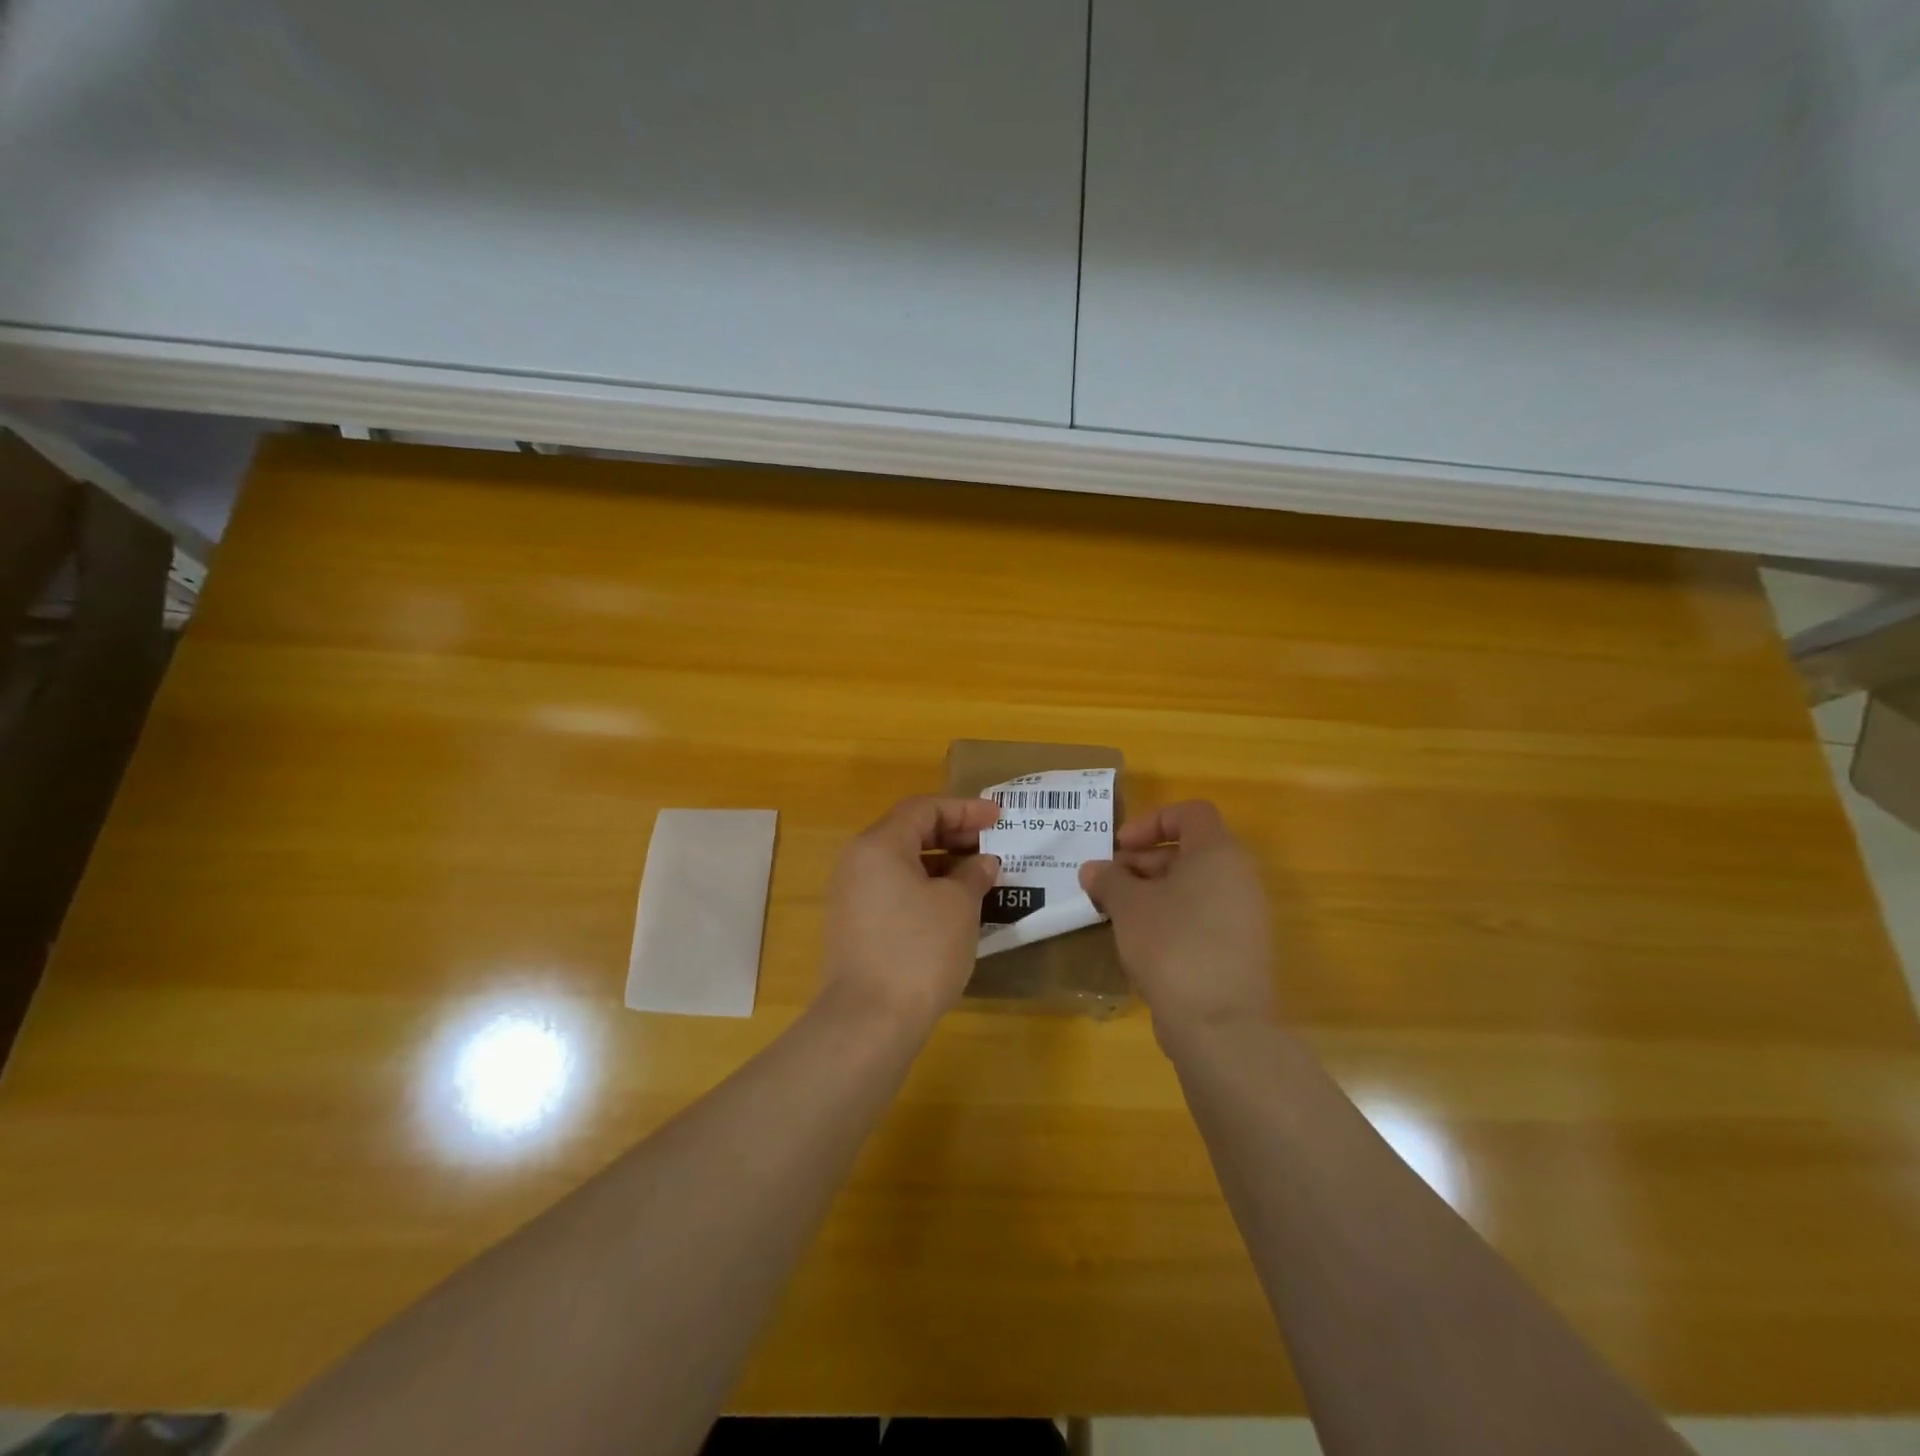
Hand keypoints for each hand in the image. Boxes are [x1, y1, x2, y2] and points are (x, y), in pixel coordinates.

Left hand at [818, 796, 1000, 1031]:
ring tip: (979, 876)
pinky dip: (925, 888)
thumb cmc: (919, 951)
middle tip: (991, 844)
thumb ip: (973, 874)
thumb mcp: (959, 906)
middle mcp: (857, 863)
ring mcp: (851, 897)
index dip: (964, 809)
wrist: (869, 1022)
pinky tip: (953, 907)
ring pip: (901, 864)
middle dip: (953, 834)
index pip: (923, 809)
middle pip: (909, 832)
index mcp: (879, 845)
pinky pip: (894, 891)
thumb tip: (982, 863)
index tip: (998, 817)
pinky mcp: (855, 927)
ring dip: (941, 864)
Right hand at [1079, 800, 1273, 1036]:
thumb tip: (1093, 870)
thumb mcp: (1128, 906)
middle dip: (1144, 862)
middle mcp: (1240, 878)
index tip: (1119, 847)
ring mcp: (1246, 917)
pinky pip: (1204, 918)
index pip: (1189, 813)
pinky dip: (1172, 919)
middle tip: (1109, 884)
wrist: (1221, 1026)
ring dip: (1154, 892)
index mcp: (1218, 853)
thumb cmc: (1172, 945)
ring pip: (1195, 887)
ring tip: (1118, 915)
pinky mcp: (1242, 951)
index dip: (1150, 822)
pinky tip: (1142, 944)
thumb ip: (1108, 880)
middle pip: (1190, 851)